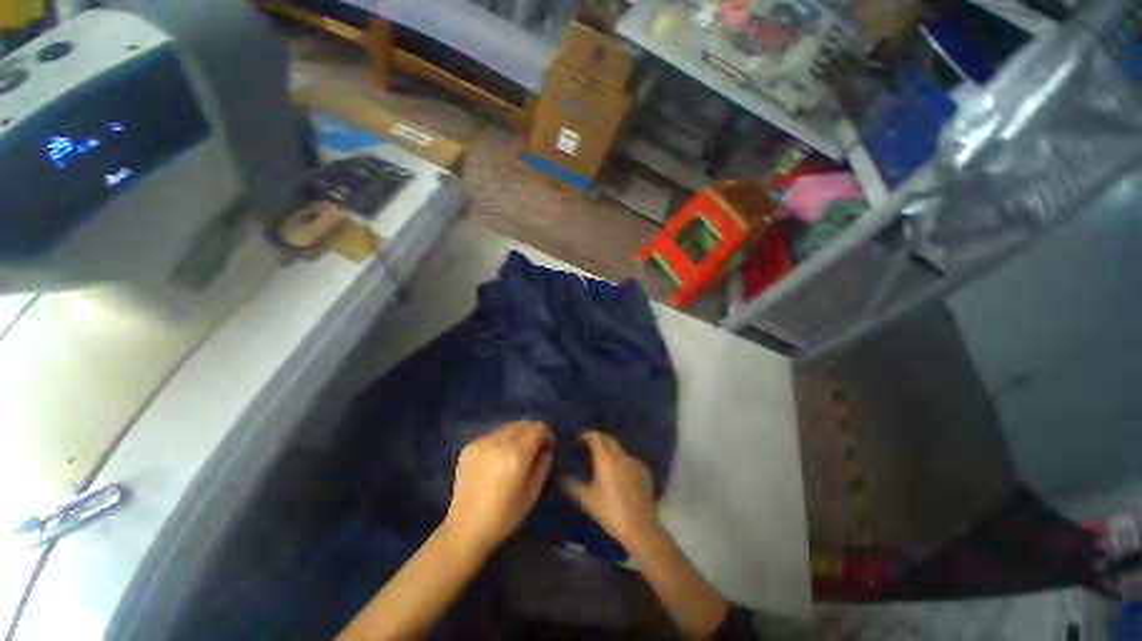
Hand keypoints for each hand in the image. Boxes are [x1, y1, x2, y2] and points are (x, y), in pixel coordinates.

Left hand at [442, 420, 553, 554]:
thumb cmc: (504, 517)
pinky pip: (492, 434)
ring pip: (507, 426)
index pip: (537, 428)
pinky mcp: (469, 446)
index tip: (548, 445)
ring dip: (516, 434)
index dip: (547, 433)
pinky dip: (501, 440)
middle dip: (532, 432)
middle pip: (522, 423)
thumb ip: (543, 465)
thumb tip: (546, 449)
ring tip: (516, 452)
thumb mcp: (532, 494)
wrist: (465, 529)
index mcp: (516, 455)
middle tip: (534, 447)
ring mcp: (481, 442)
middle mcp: (498, 442)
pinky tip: (498, 457)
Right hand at [561, 431, 661, 550]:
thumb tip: (560, 478)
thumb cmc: (611, 512)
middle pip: (608, 439)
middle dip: (597, 439)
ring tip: (602, 462)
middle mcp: (621, 455)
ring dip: (610, 451)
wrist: (641, 528)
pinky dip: (621, 462)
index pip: (595, 436)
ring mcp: (635, 462)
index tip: (577, 440)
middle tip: (587, 447)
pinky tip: (619, 474)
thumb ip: (573, 486)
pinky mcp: (645, 471)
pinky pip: (629, 460)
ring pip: (619, 450)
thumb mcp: (588, 500)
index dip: (585, 435)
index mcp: (606, 458)